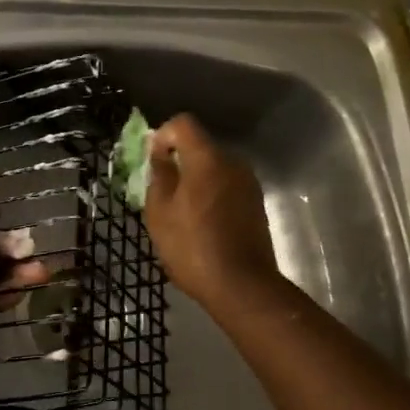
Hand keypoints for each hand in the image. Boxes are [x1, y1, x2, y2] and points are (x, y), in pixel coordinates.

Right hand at [143, 114, 282, 308]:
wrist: (241, 286)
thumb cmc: (192, 247)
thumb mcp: (160, 213)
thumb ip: (159, 175)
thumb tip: (160, 155)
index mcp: (207, 159)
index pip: (183, 124)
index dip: (164, 135)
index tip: (154, 160)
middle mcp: (232, 163)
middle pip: (200, 146)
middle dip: (179, 161)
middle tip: (162, 191)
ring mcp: (248, 183)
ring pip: (215, 168)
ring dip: (196, 180)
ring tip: (182, 212)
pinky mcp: (256, 203)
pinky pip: (227, 186)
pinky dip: (212, 195)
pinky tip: (202, 224)